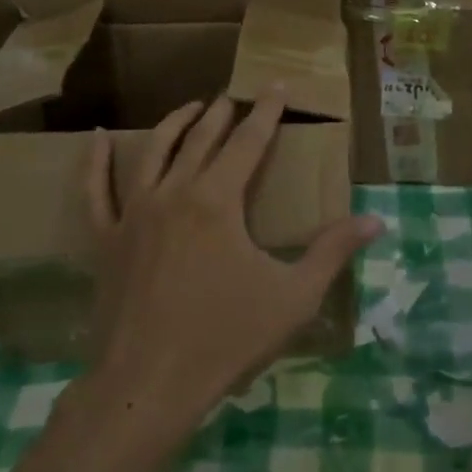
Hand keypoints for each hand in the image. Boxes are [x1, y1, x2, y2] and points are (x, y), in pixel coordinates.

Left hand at [84, 90, 382, 433]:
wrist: (149, 385)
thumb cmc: (226, 338)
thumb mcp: (293, 296)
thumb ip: (332, 252)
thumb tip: (375, 221)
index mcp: (218, 200)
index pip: (248, 141)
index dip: (266, 112)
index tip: (276, 86)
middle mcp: (174, 193)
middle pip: (201, 139)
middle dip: (222, 113)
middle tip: (236, 95)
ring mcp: (134, 213)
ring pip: (154, 152)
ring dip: (175, 123)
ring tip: (192, 107)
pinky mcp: (106, 239)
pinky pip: (96, 190)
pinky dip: (96, 161)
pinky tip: (98, 136)